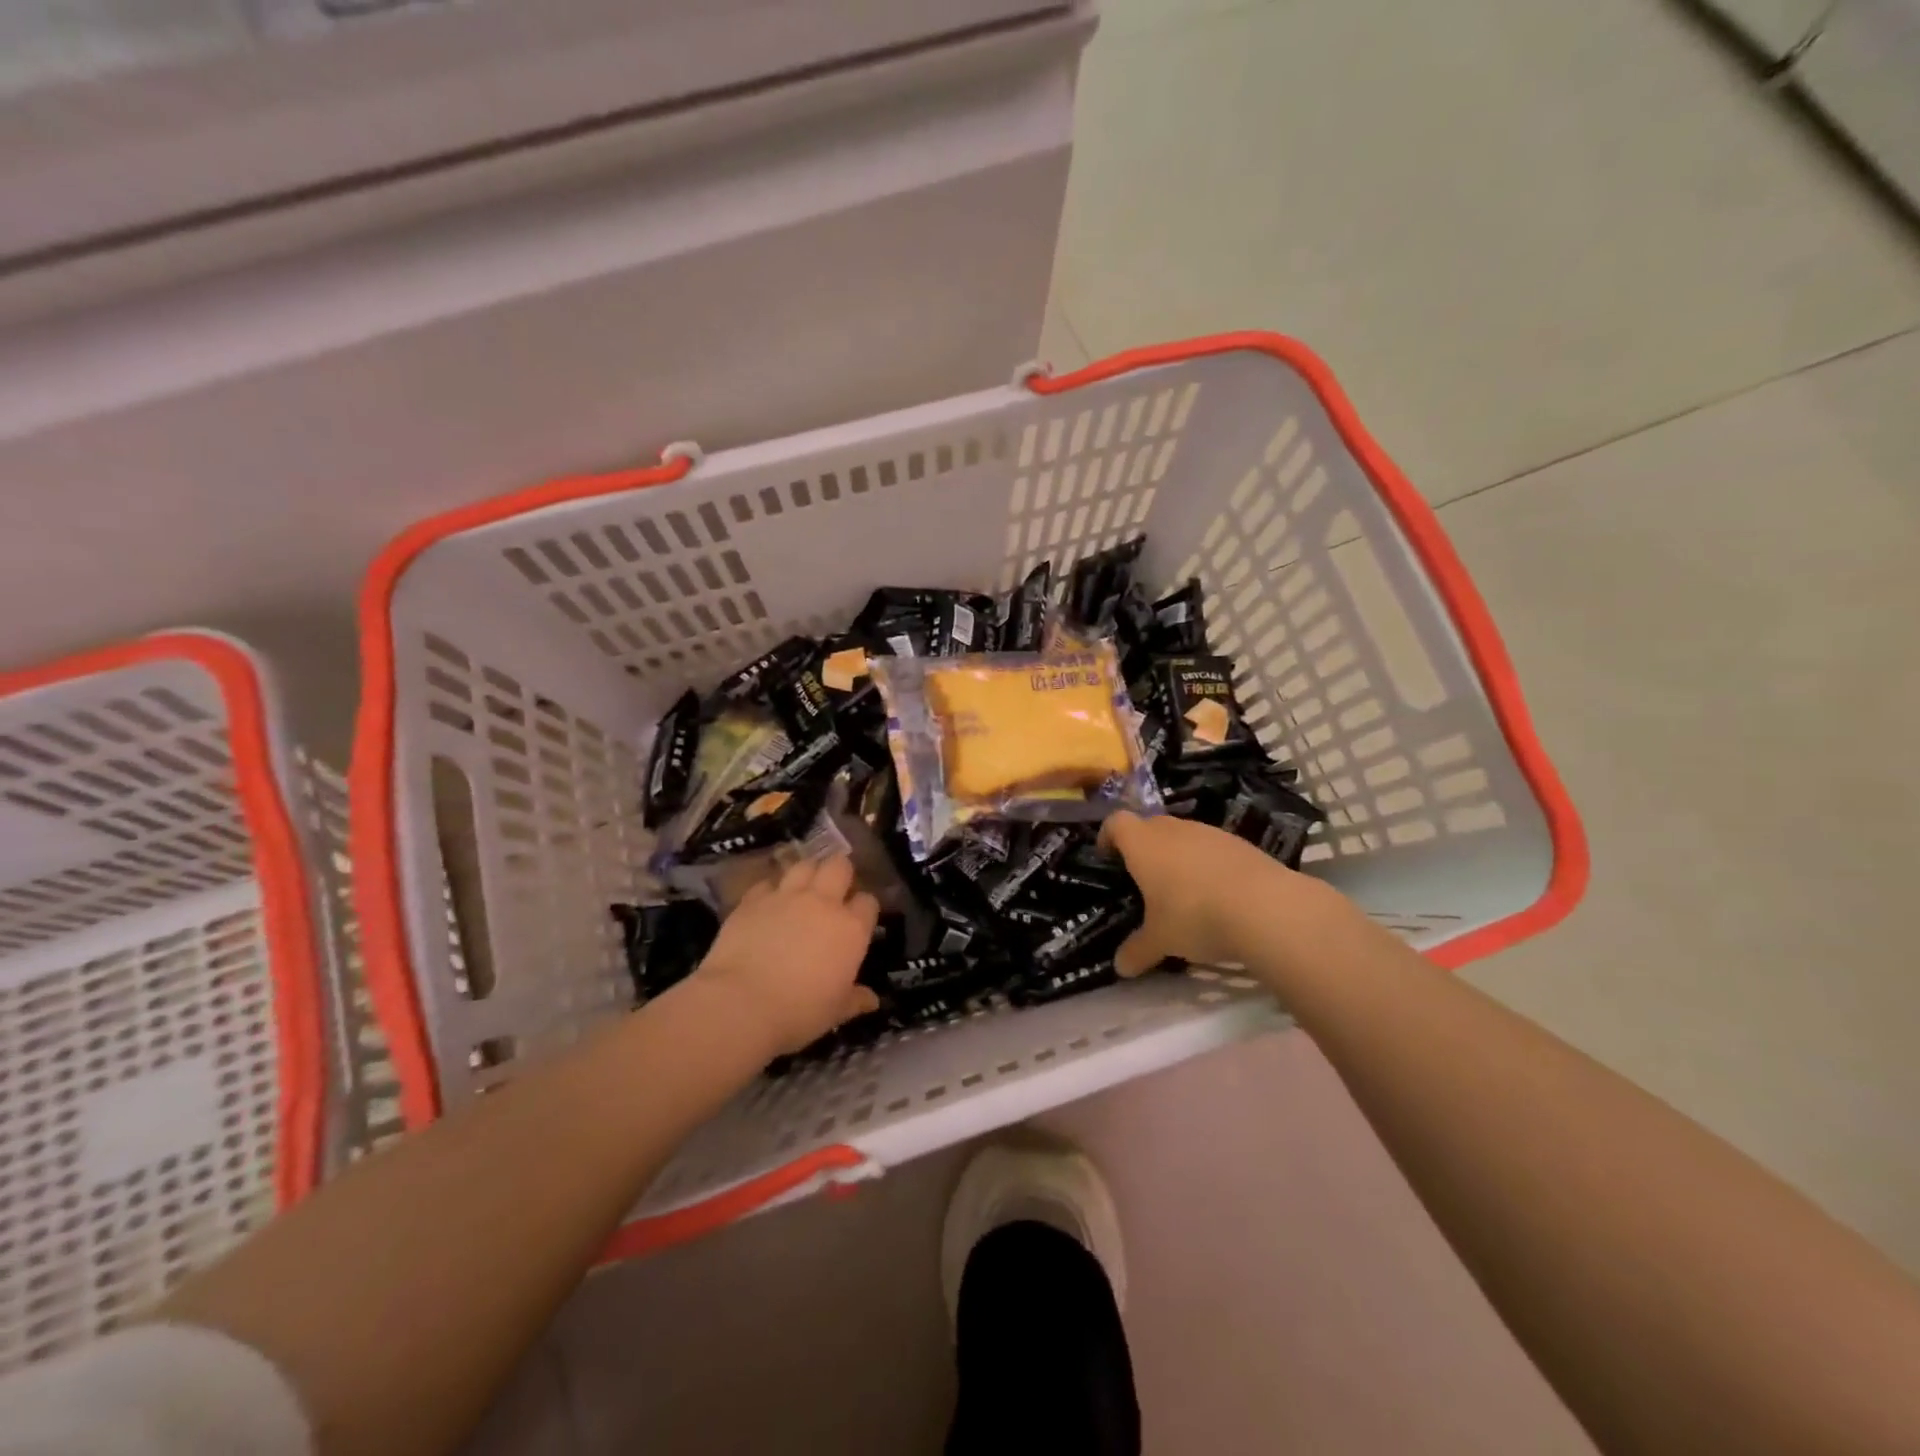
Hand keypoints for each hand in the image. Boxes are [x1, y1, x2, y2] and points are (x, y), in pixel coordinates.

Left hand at [691, 855, 881, 1055]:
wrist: (740, 1004)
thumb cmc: (798, 1012)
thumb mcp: (835, 1011)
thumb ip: (855, 999)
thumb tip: (872, 1000)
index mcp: (850, 928)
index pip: (867, 902)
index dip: (863, 909)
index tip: (858, 921)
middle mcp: (823, 902)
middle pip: (839, 866)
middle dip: (840, 873)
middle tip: (834, 891)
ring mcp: (786, 896)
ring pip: (804, 865)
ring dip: (807, 874)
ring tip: (802, 890)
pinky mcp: (753, 899)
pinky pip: (767, 883)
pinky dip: (770, 891)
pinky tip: (767, 906)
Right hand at [1100, 811, 1308, 975]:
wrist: (1265, 907)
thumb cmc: (1194, 915)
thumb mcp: (1161, 940)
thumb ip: (1138, 950)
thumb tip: (1121, 968)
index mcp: (1143, 844)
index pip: (1116, 822)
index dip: (1108, 836)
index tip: (1107, 857)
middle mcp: (1173, 829)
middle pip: (1150, 825)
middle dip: (1143, 847)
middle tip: (1143, 878)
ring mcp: (1209, 833)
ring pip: (1183, 835)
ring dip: (1177, 855)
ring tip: (1182, 889)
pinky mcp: (1240, 843)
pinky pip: (1212, 848)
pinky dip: (1207, 864)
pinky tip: (1217, 894)